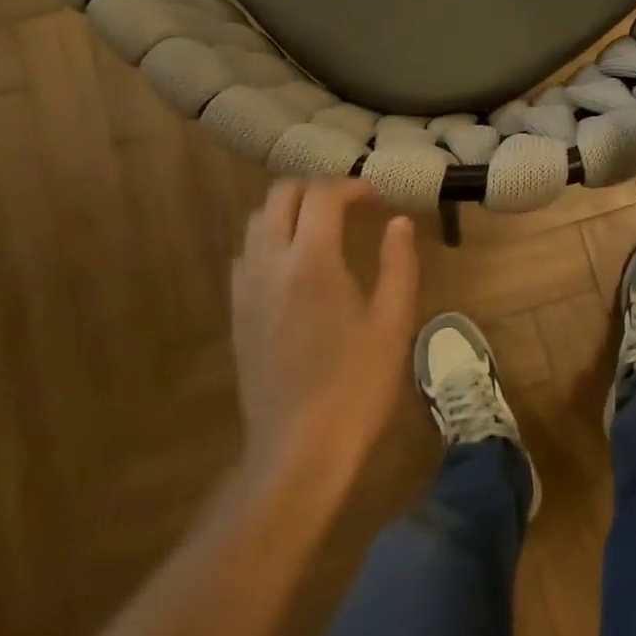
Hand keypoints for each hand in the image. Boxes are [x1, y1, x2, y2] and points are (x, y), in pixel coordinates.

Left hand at [228, 180, 417, 488]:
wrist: (298, 449)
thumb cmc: (356, 386)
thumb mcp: (393, 324)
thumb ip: (398, 264)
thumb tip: (399, 222)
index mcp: (312, 261)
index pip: (322, 195)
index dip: (352, 186)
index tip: (377, 199)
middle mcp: (270, 263)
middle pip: (281, 196)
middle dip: (316, 189)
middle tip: (350, 206)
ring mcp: (246, 288)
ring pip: (257, 222)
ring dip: (290, 211)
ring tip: (323, 228)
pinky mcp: (237, 312)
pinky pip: (246, 254)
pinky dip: (270, 240)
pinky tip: (295, 266)